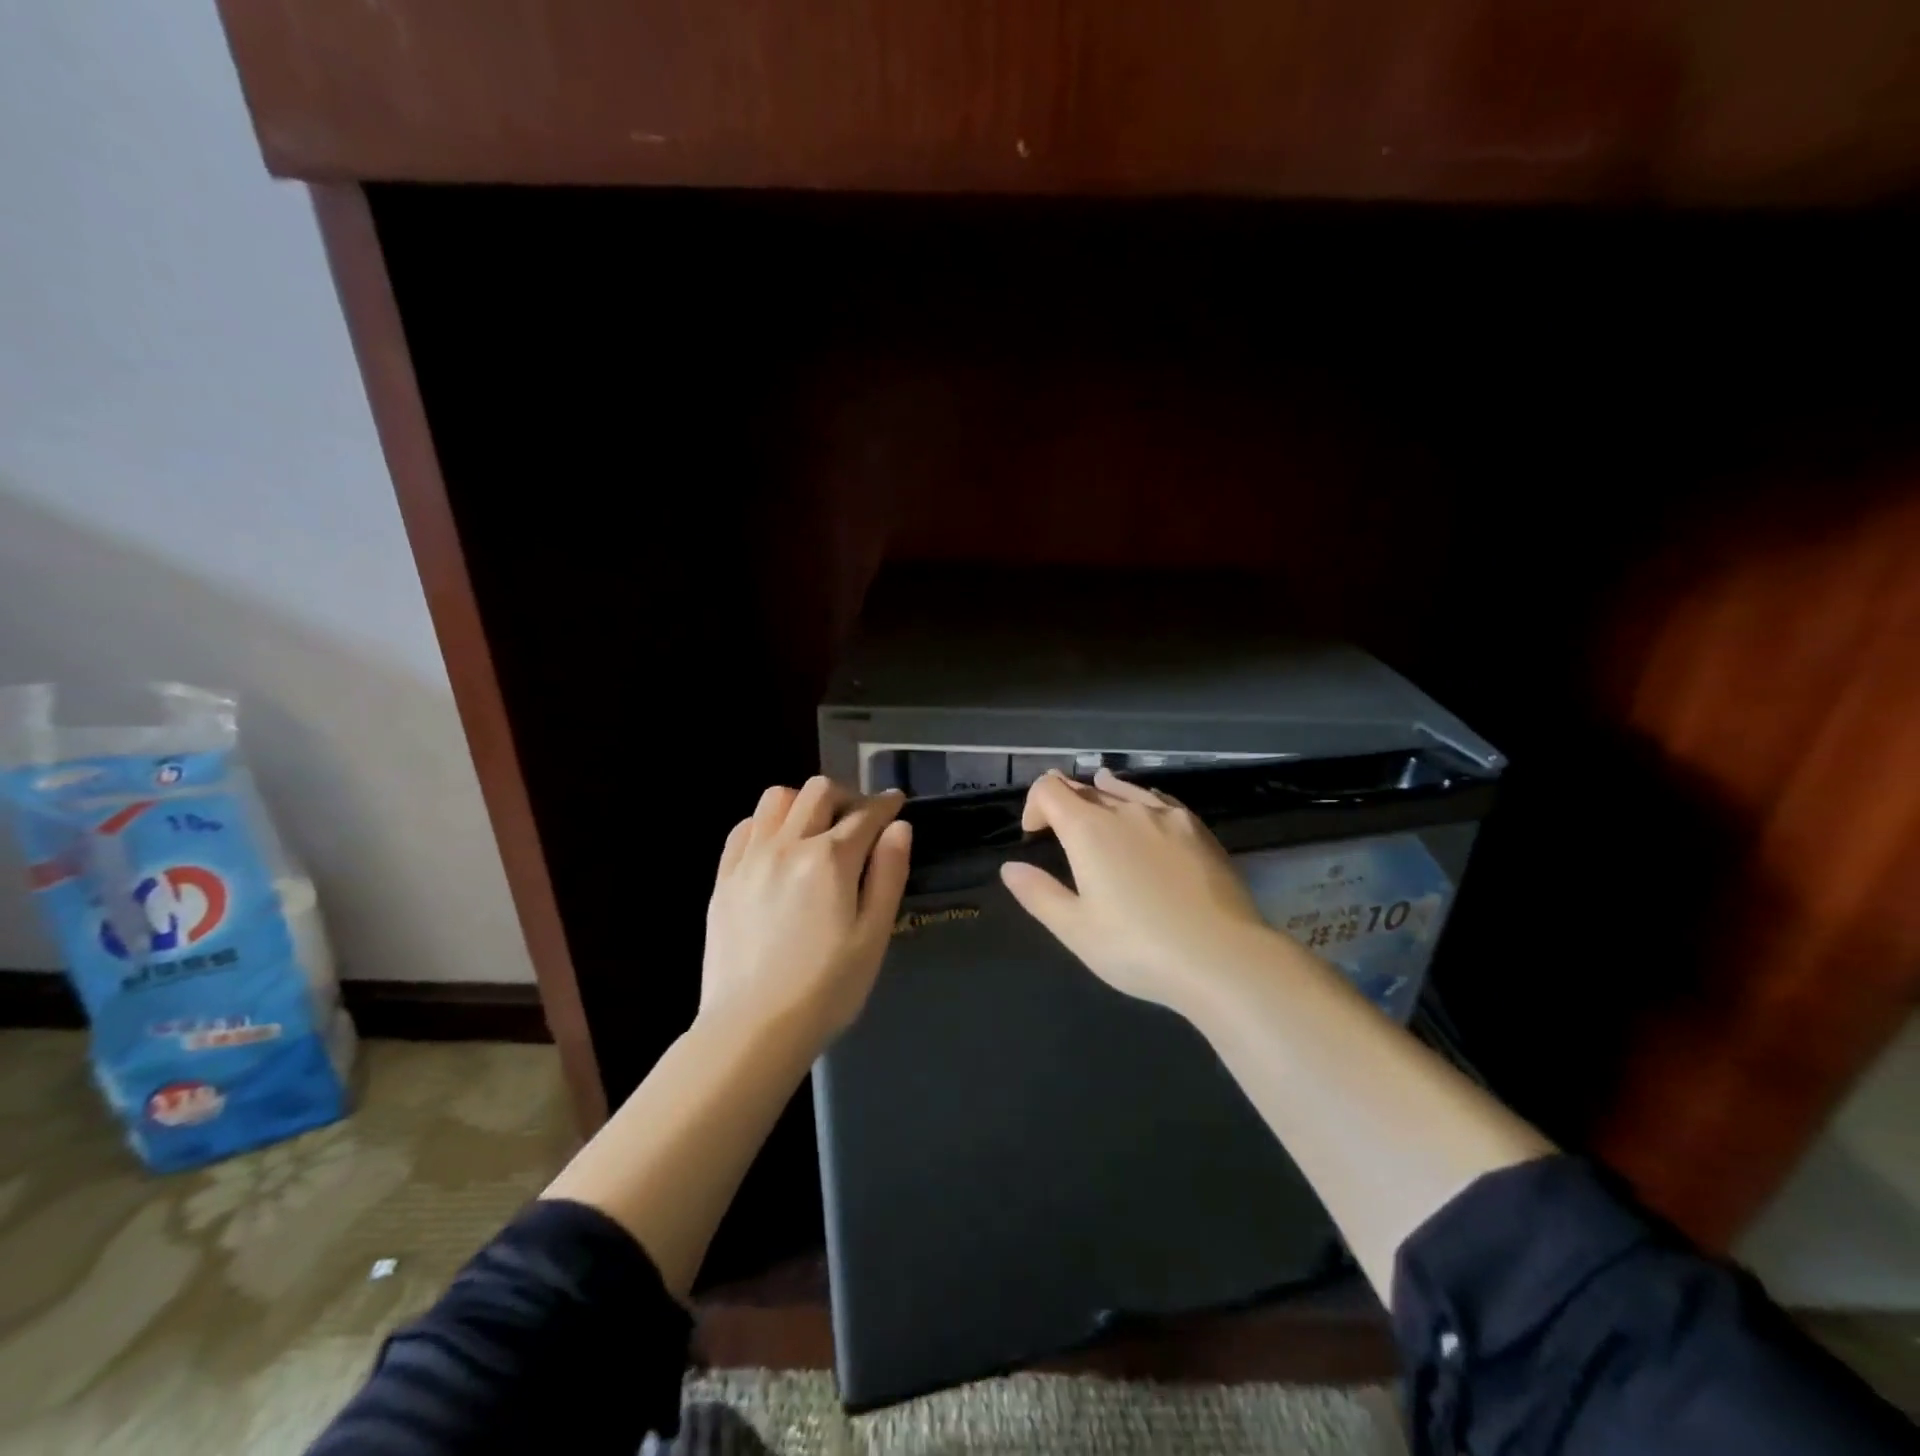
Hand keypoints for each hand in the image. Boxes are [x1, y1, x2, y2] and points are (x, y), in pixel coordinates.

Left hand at [701, 776, 911, 1050]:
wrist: (751, 1030)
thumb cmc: (826, 989)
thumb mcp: (873, 936)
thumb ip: (888, 874)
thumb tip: (899, 828)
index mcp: (830, 859)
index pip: (866, 814)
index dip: (886, 804)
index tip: (896, 802)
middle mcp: (788, 845)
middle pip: (819, 791)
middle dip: (847, 796)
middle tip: (859, 821)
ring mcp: (750, 859)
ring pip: (777, 799)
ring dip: (804, 802)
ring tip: (816, 829)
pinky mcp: (724, 878)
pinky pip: (745, 827)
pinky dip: (767, 823)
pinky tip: (777, 847)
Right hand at [1000, 767, 1277, 1015]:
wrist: (1223, 957)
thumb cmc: (1138, 948)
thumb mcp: (1076, 930)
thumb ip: (1038, 894)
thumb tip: (1010, 867)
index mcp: (1089, 829)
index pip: (1049, 789)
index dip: (1034, 805)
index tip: (1035, 835)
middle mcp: (1126, 810)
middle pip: (1086, 788)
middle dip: (1066, 802)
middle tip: (1061, 828)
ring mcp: (1167, 816)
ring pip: (1125, 790)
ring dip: (1103, 793)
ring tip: (1099, 795)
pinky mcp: (1199, 830)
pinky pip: (1160, 800)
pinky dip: (1141, 800)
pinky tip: (1147, 811)